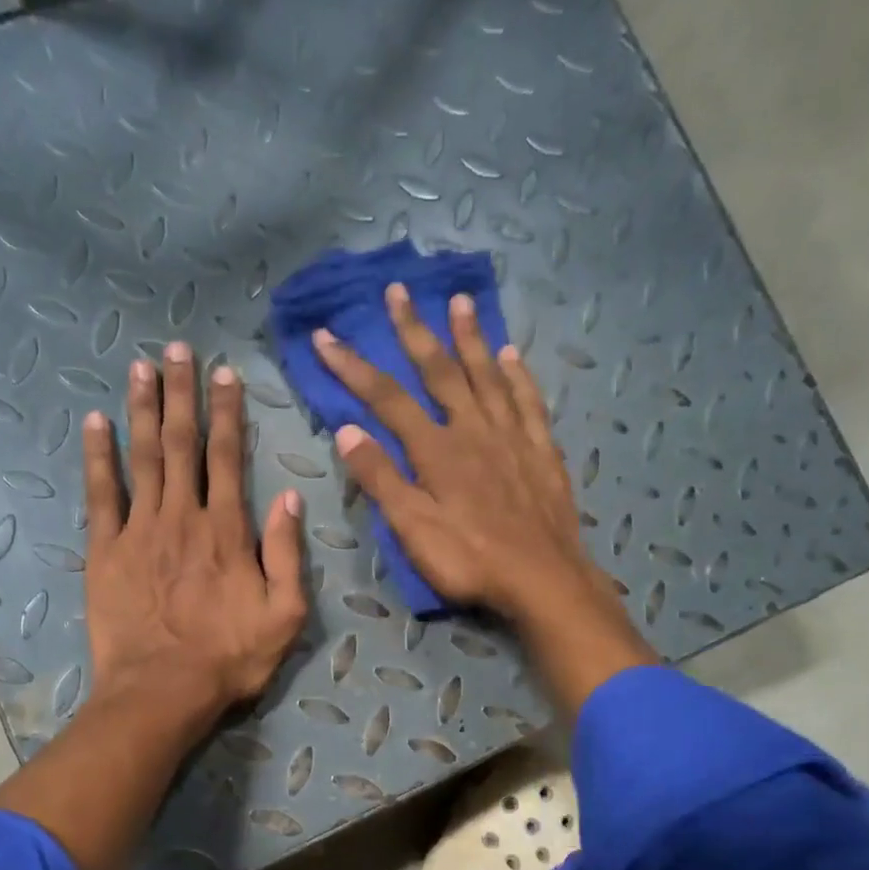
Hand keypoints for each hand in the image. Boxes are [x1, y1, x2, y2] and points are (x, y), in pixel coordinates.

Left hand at [83, 342, 307, 721]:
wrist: (162, 691)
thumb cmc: (229, 658)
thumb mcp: (285, 614)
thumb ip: (287, 554)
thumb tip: (290, 499)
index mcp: (228, 531)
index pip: (228, 457)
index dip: (227, 413)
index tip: (225, 374)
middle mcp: (183, 517)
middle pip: (182, 444)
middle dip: (182, 393)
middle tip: (178, 349)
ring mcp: (139, 530)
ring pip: (143, 457)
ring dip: (143, 409)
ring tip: (141, 367)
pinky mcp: (105, 551)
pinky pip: (101, 494)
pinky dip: (98, 457)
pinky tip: (95, 423)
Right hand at [314, 284, 655, 713]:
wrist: (543, 579)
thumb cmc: (470, 561)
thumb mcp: (413, 529)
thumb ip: (381, 479)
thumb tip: (347, 431)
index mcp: (436, 450)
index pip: (386, 399)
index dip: (353, 366)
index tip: (325, 336)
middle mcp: (473, 429)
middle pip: (439, 371)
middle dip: (414, 330)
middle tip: (398, 291)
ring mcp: (511, 436)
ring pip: (487, 374)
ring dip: (470, 337)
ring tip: (459, 302)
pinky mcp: (541, 450)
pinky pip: (527, 400)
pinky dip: (517, 374)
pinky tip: (511, 354)